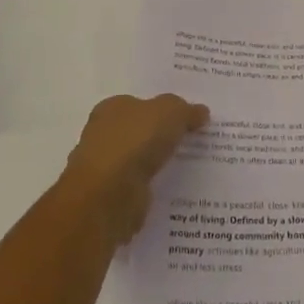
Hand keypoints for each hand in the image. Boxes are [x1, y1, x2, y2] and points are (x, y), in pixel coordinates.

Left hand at [61, 94, 208, 244]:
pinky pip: (138, 188)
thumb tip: (201, 112)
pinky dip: (152, 189)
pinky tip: (173, 191)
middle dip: (160, 137)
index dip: (161, 110)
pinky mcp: (110, 199)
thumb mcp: (170, 112)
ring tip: (189, 168)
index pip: (138, 104)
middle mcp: (103, 135)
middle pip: (138, 132)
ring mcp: (105, 169)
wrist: (109, 195)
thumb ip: (186, 110)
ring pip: (138, 162)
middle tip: (192, 142)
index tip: (185, 119)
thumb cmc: (135, 141)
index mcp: (111, 108)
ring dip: (156, 165)